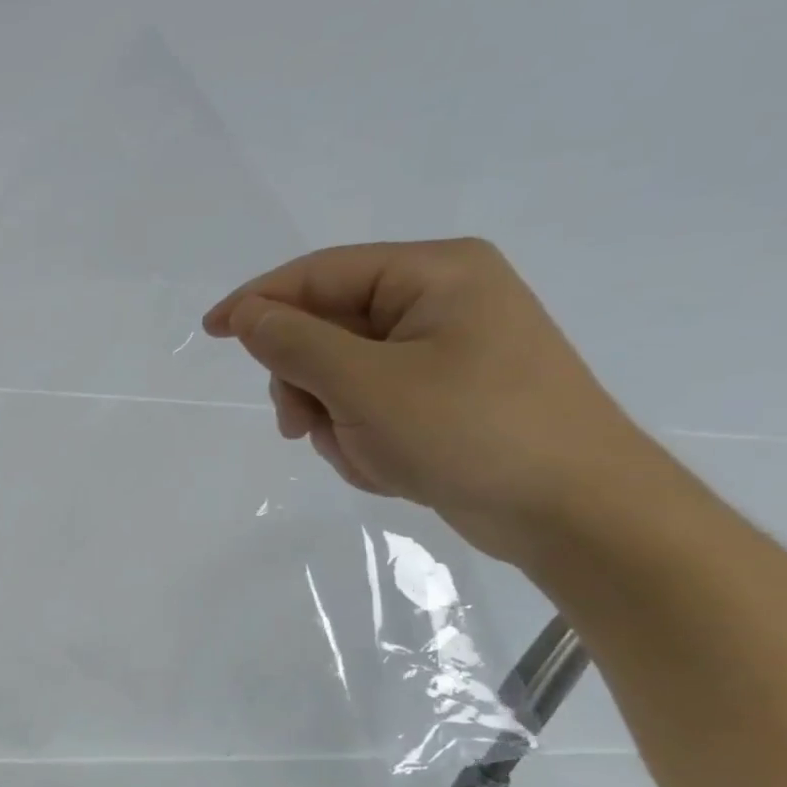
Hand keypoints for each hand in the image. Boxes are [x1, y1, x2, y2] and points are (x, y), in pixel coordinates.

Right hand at [203, 238, 659, 563]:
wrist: (576, 513)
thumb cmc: (472, 432)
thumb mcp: (366, 385)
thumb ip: (295, 344)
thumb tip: (247, 316)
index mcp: (433, 275)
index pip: (320, 274)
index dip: (257, 301)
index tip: (210, 333)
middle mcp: (440, 302)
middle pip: (327, 328)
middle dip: (307, 381)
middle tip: (301, 425)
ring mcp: (444, 352)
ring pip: (341, 375)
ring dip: (333, 418)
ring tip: (363, 453)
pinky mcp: (445, 397)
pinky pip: (369, 405)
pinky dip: (362, 436)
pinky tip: (388, 465)